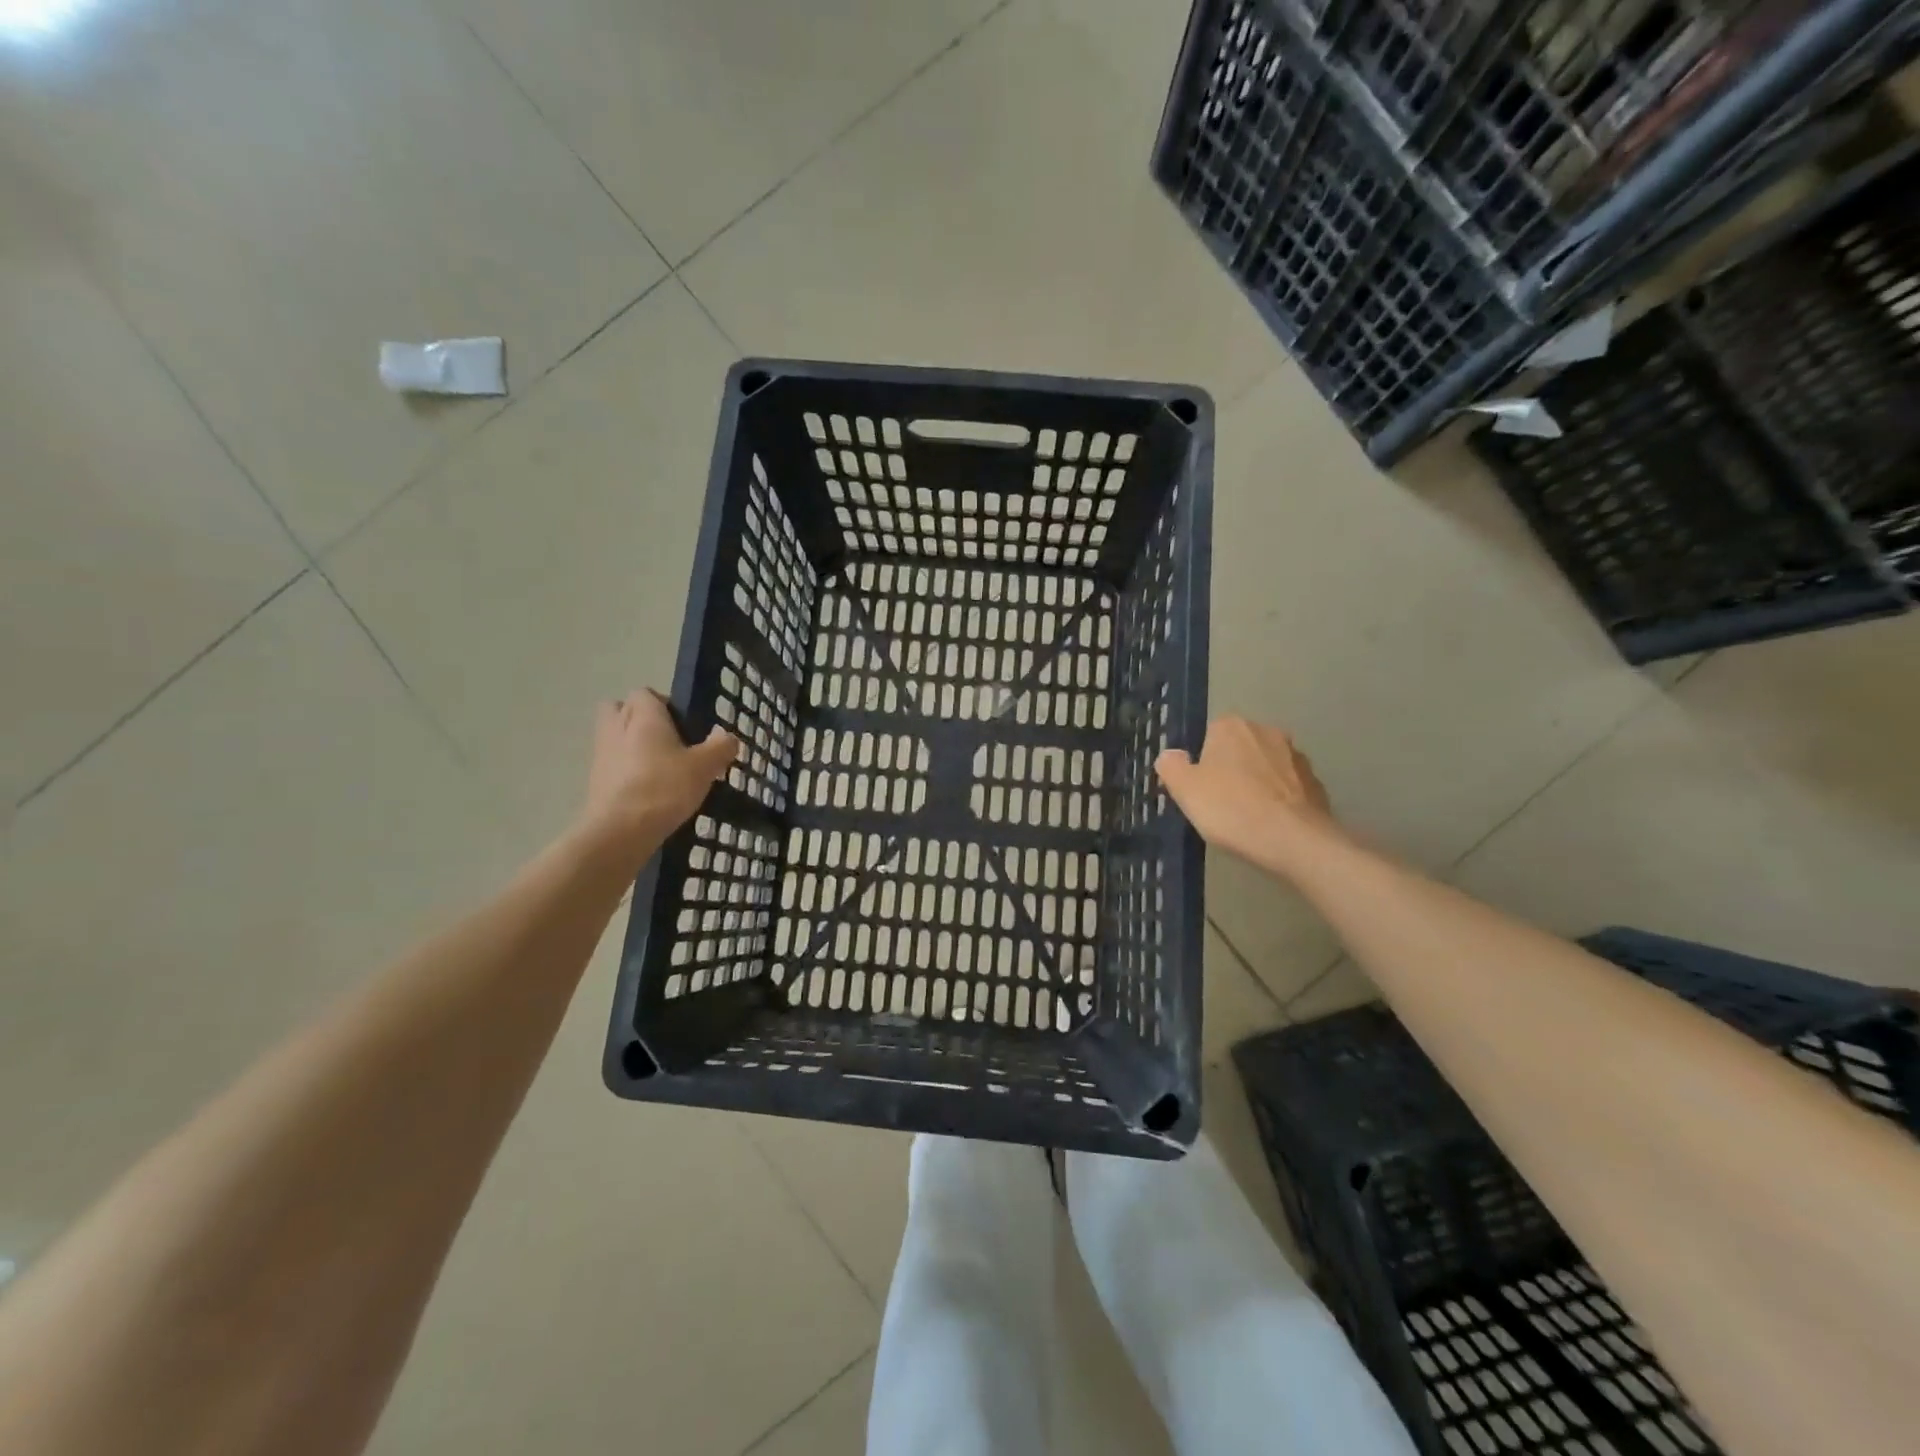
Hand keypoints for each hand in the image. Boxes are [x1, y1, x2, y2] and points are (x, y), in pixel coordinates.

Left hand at [578, 690, 736, 865]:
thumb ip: (720, 747)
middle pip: (620, 709)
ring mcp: (601, 754)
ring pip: (614, 737)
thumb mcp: (705, 767)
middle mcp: (617, 727)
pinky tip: (647, 789)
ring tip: (660, 767)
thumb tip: (728, 736)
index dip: (664, 704)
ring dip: (631, 745)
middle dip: (639, 719)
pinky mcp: (594, 780)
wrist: (620, 831)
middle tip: (667, 739)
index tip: (685, 725)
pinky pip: (611, 764)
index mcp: (643, 716)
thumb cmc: (664, 787)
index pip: (646, 693)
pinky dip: (625, 770)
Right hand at [1156, 716, 1337, 871]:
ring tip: (1246, 817)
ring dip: (1256, 784)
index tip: (1197, 790)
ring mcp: (1296, 756)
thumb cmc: (1231, 809)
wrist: (1294, 840)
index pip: (1207, 736)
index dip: (1200, 763)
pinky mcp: (1316, 782)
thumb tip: (1171, 756)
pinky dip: (1278, 800)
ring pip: (1265, 768)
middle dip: (1229, 770)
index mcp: (1231, 726)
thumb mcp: (1184, 789)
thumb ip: (1171, 765)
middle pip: (1238, 749)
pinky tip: (1270, 824)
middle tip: (1218, 804)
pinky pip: (1287, 788)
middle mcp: (1266, 731)